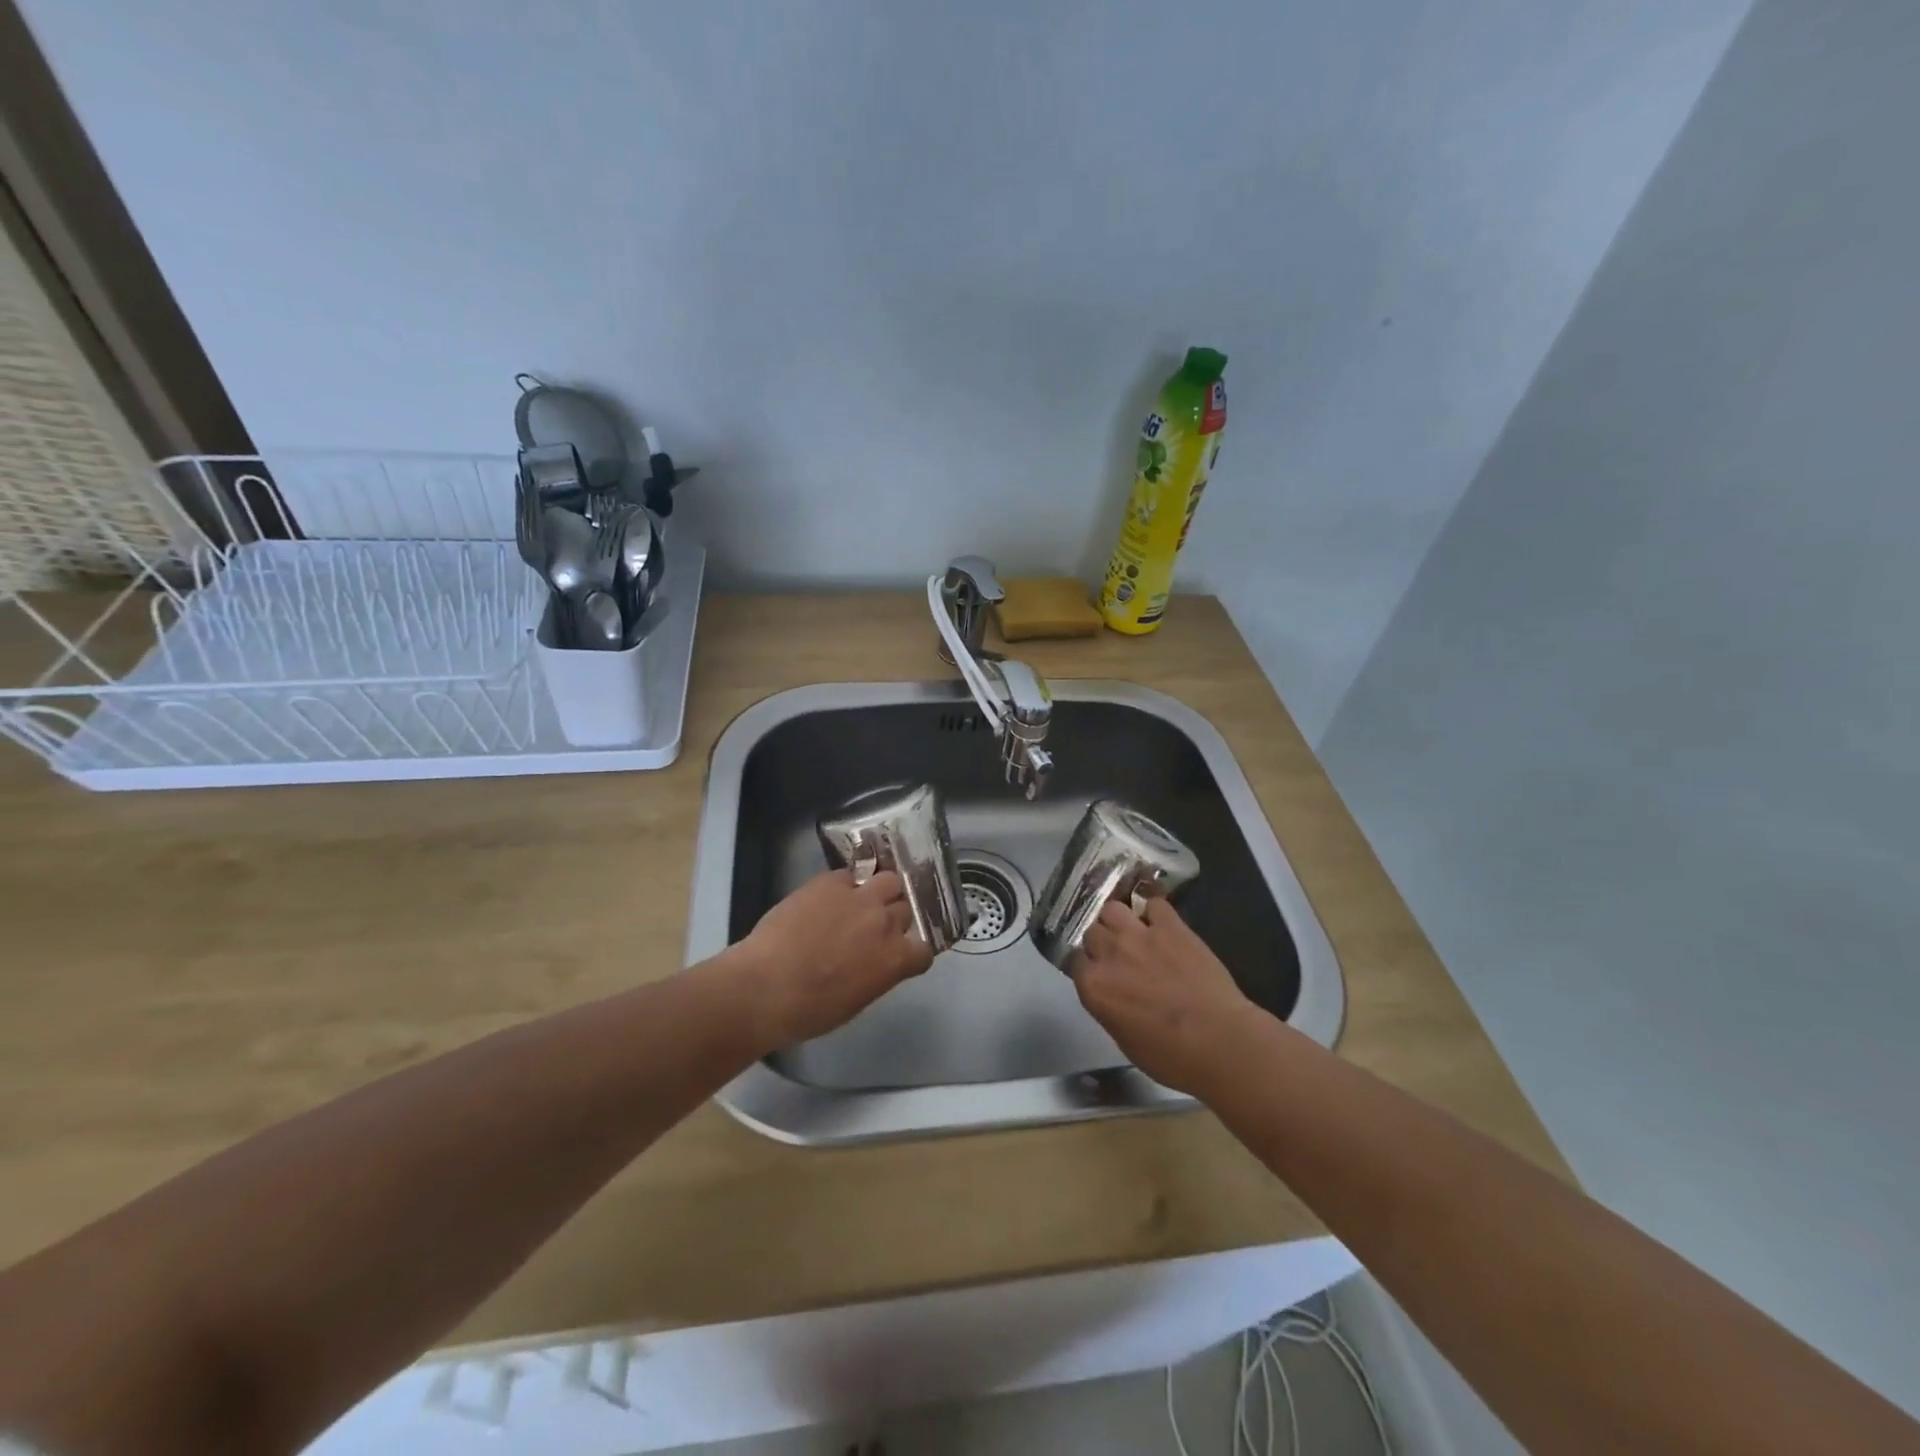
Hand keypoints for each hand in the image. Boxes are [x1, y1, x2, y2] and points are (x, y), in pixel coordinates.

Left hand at [735, 869, 934, 1045]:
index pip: (925, 948)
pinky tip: (830, 896)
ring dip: (881, 890)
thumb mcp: (856, 1000)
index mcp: (896, 960)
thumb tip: (875, 962)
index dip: (912, 950)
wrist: (766, 985)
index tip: (899, 953)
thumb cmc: (810, 1010)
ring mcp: (860, 897)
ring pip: (889, 880)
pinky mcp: (832, 881)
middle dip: (893, 916)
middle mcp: (886, 922)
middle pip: (906, 908)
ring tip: (862, 899)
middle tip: (873, 926)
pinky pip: (851, 875)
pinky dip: (846, 884)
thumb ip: (877, 974)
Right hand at [1073, 896, 1256, 1093]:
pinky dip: (1155, 912)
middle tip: (1119, 954)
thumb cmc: (1171, 1056)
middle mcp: (1109, 953)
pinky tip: (1162, 924)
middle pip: (1092, 930)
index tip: (1099, 971)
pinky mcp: (1171, 926)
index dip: (1088, 964)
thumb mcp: (1123, 1039)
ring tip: (1133, 932)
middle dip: (1102, 940)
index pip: (1075, 960)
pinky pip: (1154, 904)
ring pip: (1113, 908)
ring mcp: (1139, 935)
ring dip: (1120, 919)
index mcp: (1093, 986)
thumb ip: (1107, 1006)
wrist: (1219, 1041)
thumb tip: (1110, 993)